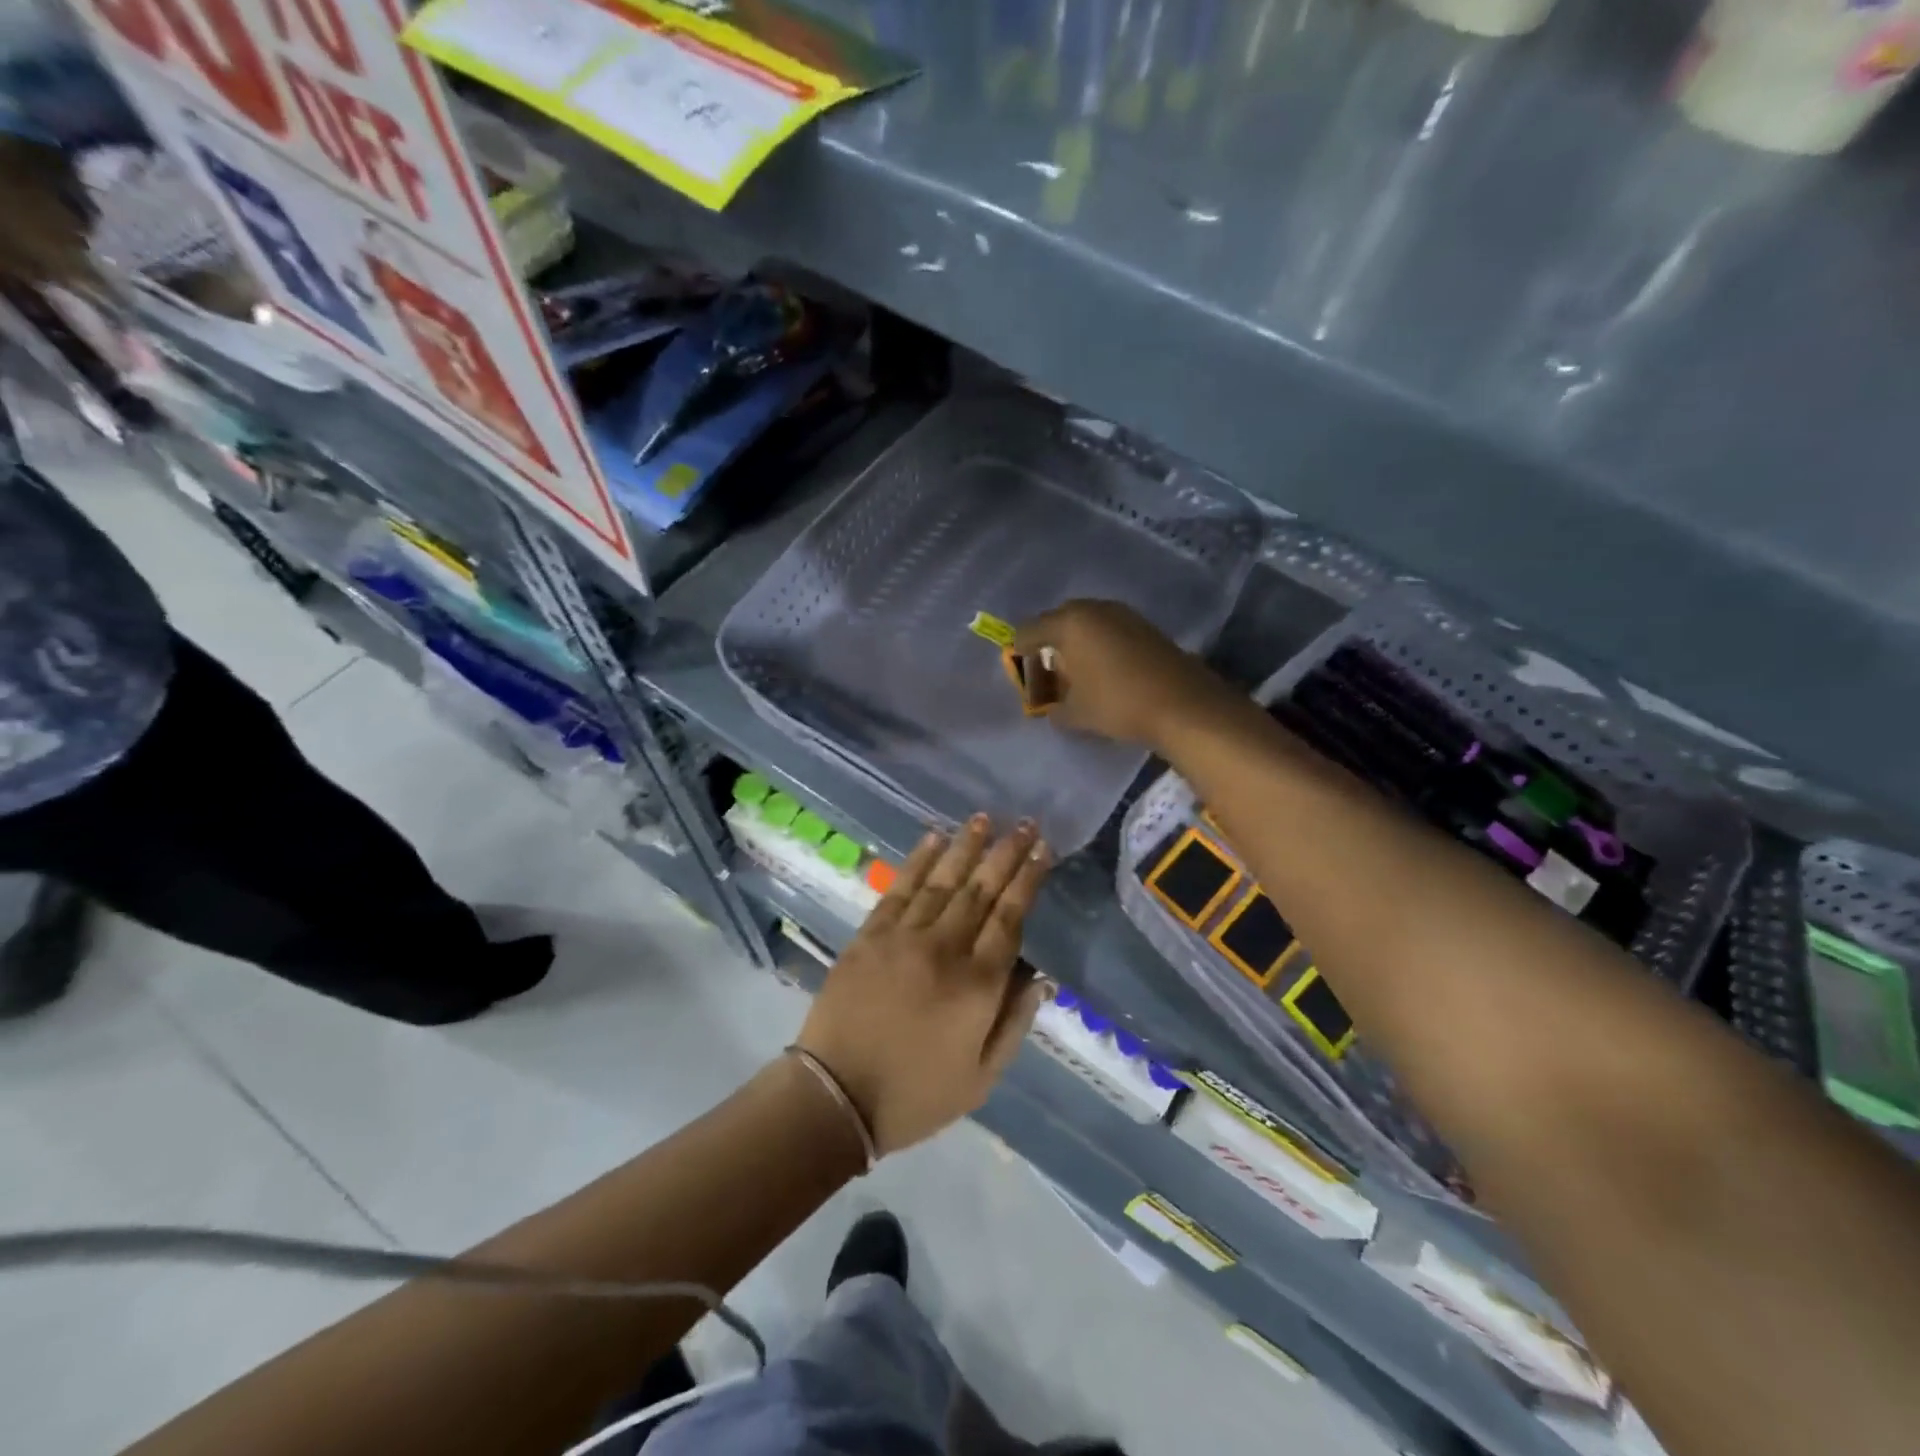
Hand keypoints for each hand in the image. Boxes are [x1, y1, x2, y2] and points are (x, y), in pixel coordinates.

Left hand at [796, 817, 1050, 1155]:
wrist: (836, 1096)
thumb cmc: (916, 1094)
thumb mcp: (982, 1077)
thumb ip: (1014, 1022)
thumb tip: (1040, 977)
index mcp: (977, 985)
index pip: (1010, 918)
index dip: (1028, 880)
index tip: (1043, 850)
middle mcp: (944, 949)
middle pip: (981, 890)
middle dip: (1006, 853)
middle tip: (1024, 824)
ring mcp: (903, 937)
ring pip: (942, 880)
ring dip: (966, 846)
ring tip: (983, 818)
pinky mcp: (869, 935)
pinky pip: (899, 888)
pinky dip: (918, 861)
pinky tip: (934, 838)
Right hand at [1014, 599, 1230, 747]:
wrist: (1183, 704)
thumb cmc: (1118, 704)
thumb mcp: (1074, 714)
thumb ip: (1053, 708)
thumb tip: (1050, 707)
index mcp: (1069, 623)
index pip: (1029, 631)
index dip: (1020, 654)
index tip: (1022, 676)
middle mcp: (1094, 609)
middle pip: (1058, 622)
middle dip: (1048, 646)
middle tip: (1047, 675)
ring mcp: (1123, 614)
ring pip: (1086, 624)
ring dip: (1076, 645)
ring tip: (1076, 674)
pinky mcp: (1145, 626)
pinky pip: (1109, 630)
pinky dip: (1099, 646)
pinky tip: (1104, 671)